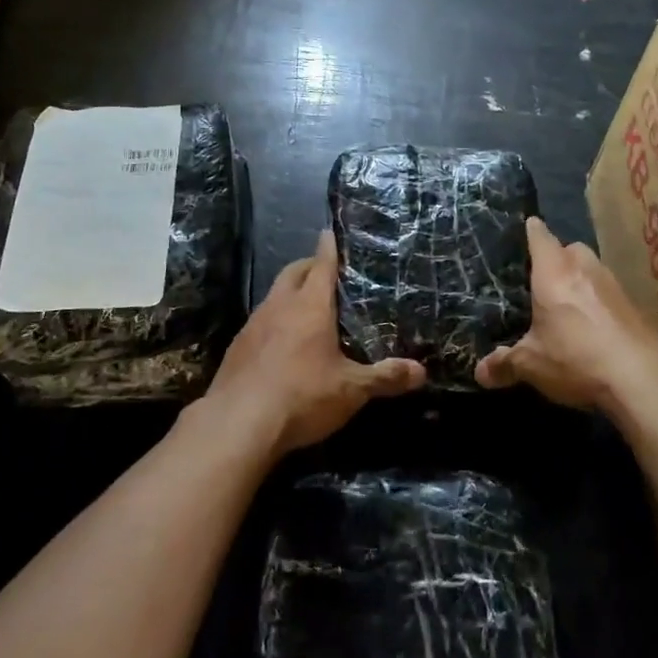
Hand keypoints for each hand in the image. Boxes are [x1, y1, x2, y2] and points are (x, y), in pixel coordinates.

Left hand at [203, 230, 425, 457]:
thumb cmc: (302, 396)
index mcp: (310, 306)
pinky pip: (259, 322)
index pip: (321, 264)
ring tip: (306, 308)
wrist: (237, 424)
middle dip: (308, 266)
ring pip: (273, 296)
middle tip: (324, 271)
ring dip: (289, 294)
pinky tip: (280, 344)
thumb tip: (421, 372)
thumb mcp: (351, 390)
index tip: (330, 232)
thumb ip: (385, 377)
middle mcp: (279, 306)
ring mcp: (253, 325)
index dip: (328, 247)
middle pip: (292, 273)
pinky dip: (273, 322)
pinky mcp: (236, 347)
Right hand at [476, 217, 657, 410]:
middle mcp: (584, 267)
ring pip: (591, 269)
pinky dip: (598, 302)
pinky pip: (608, 293)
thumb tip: (480, 372)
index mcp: (553, 270)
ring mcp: (613, 284)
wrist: (641, 377)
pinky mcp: (633, 306)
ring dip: (580, 280)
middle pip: (569, 249)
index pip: (539, 235)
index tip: (521, 231)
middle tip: (539, 278)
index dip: (529, 231)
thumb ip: (505, 364)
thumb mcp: (531, 364)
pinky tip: (592, 326)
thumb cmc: (576, 357)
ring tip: (565, 303)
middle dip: (556, 258)